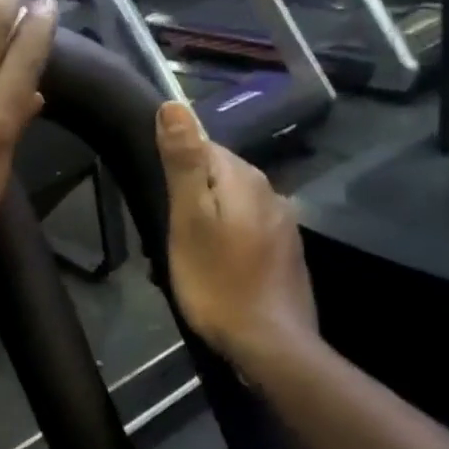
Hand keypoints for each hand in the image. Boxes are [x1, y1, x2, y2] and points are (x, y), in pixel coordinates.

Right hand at [155, 102, 319, 365]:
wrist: (269, 342)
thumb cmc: (217, 280)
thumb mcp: (188, 219)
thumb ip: (183, 162)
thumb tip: (173, 105)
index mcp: (244, 177)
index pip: (203, 146)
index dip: (176, 171)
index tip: (162, 204)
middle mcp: (270, 191)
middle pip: (218, 176)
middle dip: (191, 198)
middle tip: (169, 237)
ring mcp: (284, 223)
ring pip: (233, 205)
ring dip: (209, 222)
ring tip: (189, 257)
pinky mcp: (287, 252)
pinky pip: (248, 230)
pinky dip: (229, 241)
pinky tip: (218, 269)